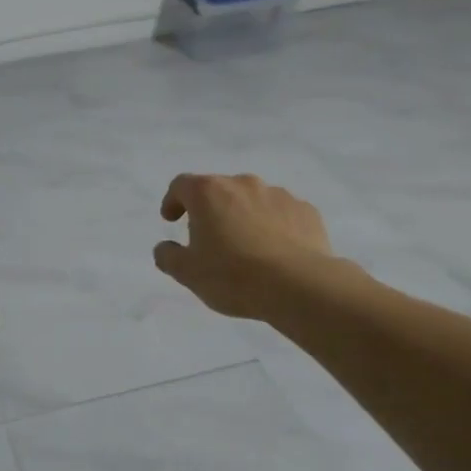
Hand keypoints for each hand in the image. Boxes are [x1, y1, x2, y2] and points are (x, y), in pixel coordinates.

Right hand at [153, 173, 335, 320]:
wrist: (300, 286)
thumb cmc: (233, 275)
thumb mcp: (187, 273)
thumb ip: (168, 256)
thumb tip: (164, 248)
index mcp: (208, 193)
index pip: (181, 185)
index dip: (173, 201)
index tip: (171, 220)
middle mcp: (243, 184)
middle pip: (219, 190)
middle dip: (211, 209)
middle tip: (209, 238)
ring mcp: (278, 195)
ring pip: (252, 200)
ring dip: (243, 216)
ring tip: (246, 246)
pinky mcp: (306, 211)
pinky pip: (282, 213)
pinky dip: (274, 226)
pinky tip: (275, 251)